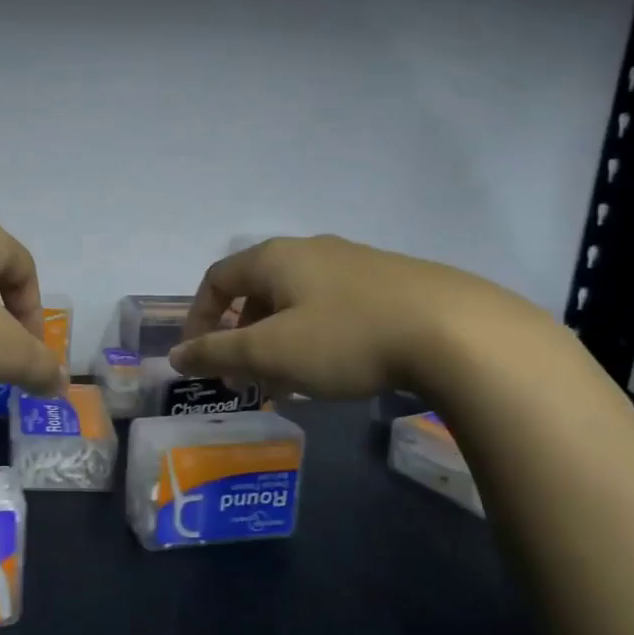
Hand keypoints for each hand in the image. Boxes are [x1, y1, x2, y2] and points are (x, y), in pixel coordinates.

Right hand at [168, 234, 528, 398]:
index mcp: (275, 257)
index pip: (217, 279)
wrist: (457, 332)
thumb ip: (217, 354)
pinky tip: (333, 372)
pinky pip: (332, 309)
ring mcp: (354, 264)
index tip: (200, 358)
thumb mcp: (270, 352)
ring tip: (287, 384)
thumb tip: (176, 356)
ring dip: (278, 342)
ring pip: (296, 303)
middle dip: (241, 337)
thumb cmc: (345, 338)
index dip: (199, 318)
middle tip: (244, 377)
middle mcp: (311, 250)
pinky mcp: (389, 284)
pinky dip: (315, 339)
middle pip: (257, 291)